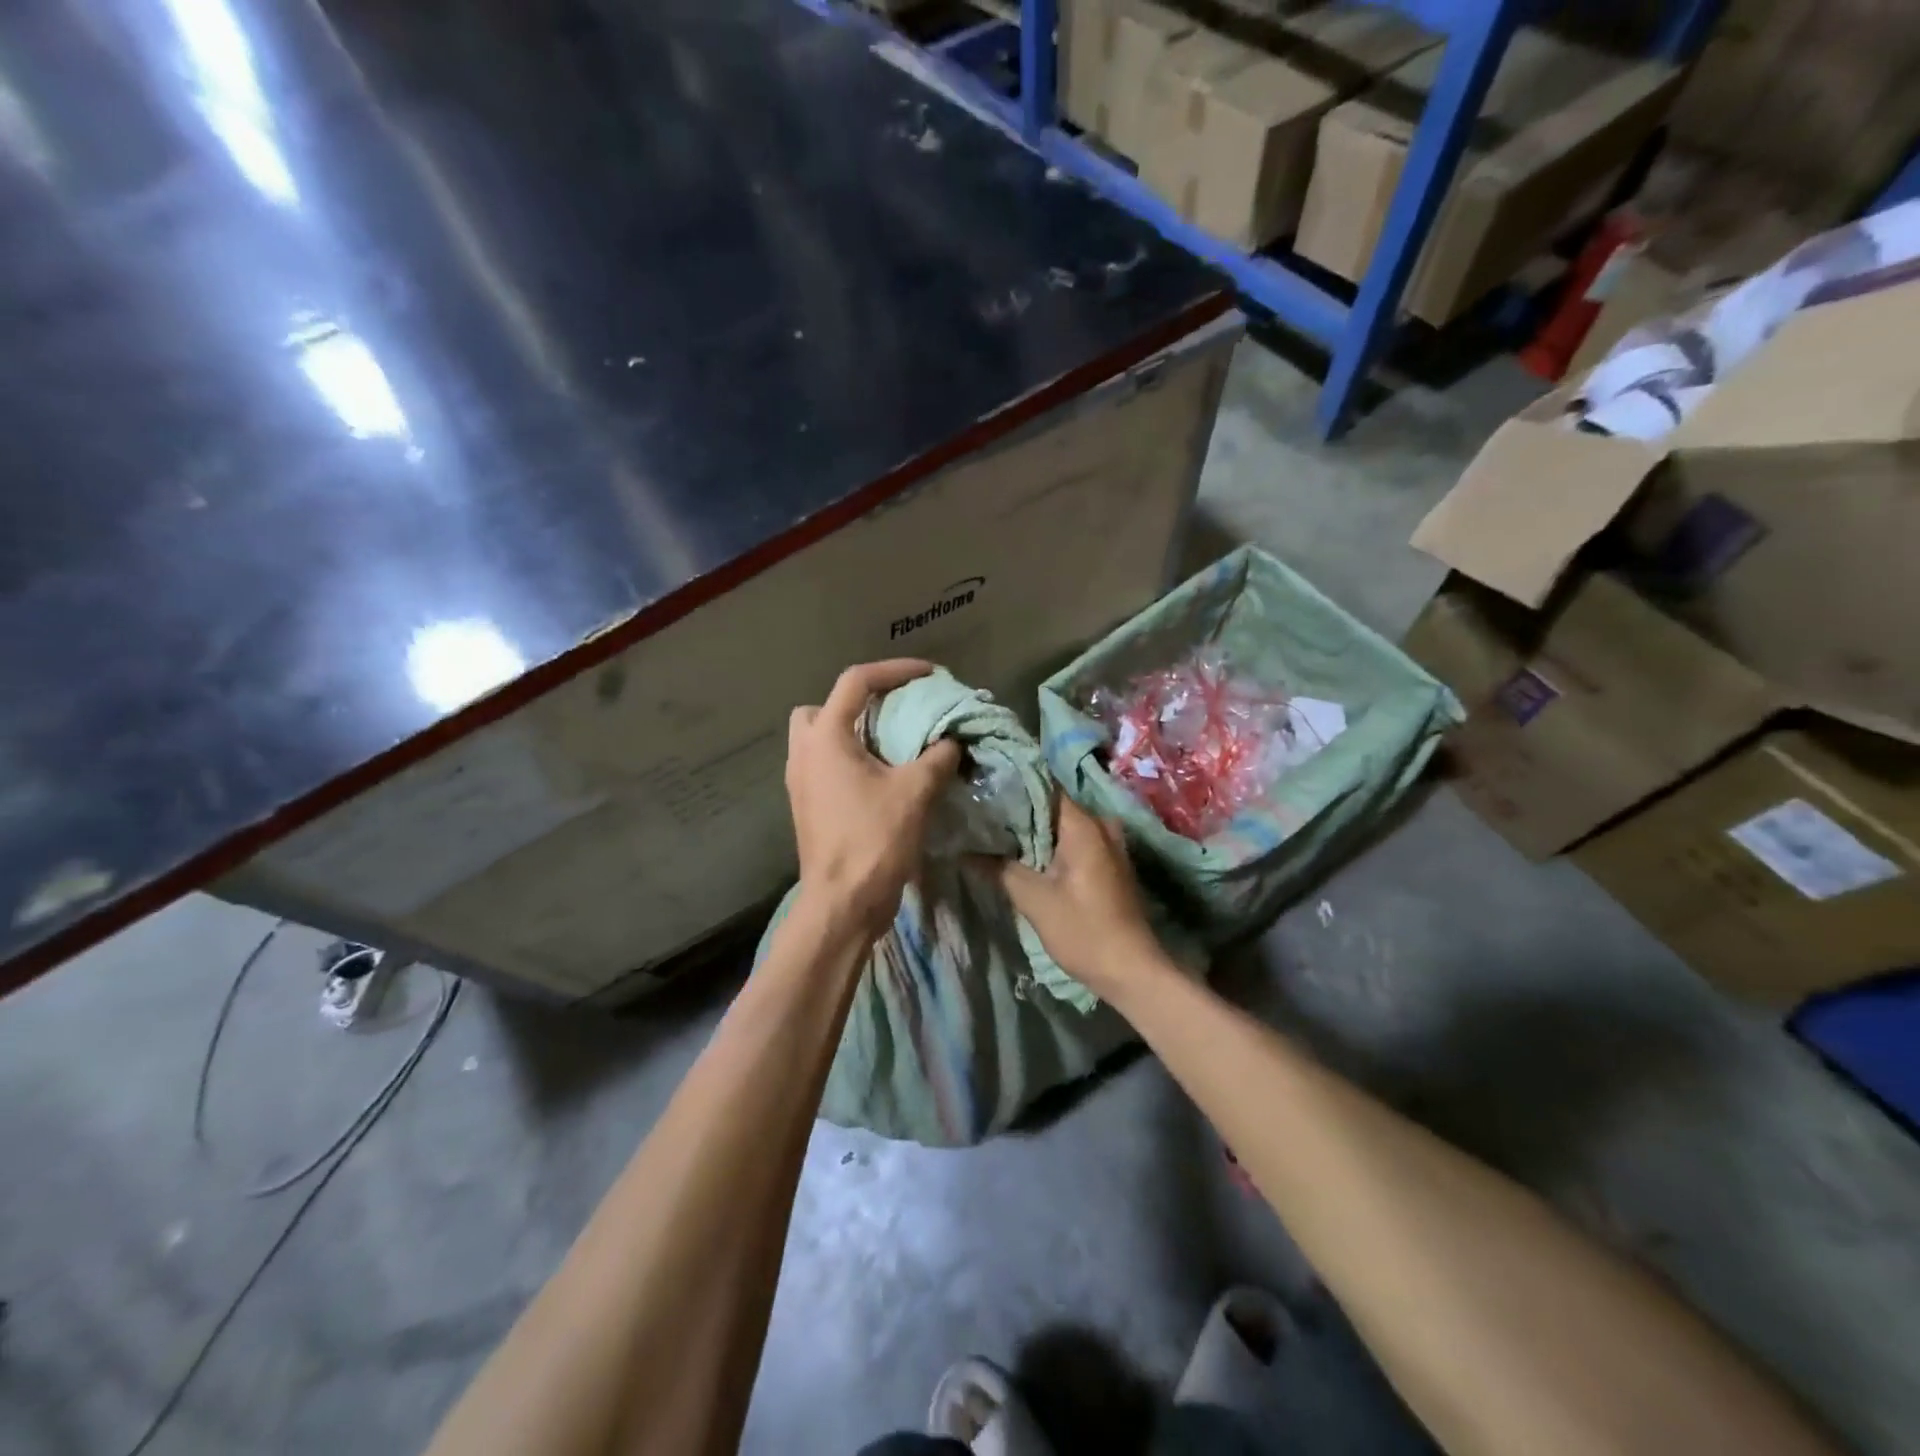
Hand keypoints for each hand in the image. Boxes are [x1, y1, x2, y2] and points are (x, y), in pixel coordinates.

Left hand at [786, 660, 961, 941]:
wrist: (843, 903)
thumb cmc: (874, 840)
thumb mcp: (916, 792)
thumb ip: (938, 756)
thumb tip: (953, 741)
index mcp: (825, 738)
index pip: (856, 681)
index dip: (895, 671)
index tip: (929, 675)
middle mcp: (803, 753)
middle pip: (822, 707)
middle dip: (857, 702)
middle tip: (892, 713)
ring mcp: (800, 782)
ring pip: (819, 738)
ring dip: (852, 733)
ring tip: (891, 744)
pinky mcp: (807, 806)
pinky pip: (824, 766)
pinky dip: (850, 760)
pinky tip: (882, 777)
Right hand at [992, 797, 1168, 1004]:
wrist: (1131, 971)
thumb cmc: (1083, 931)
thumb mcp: (1034, 900)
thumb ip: (999, 869)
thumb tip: (964, 850)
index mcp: (1084, 825)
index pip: (1043, 787)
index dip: (1011, 786)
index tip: (983, 789)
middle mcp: (1100, 825)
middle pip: (1051, 805)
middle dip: (1017, 811)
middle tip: (980, 814)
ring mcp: (1108, 844)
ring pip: (1062, 826)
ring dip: (1032, 831)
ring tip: (994, 833)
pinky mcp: (1108, 864)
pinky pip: (1074, 842)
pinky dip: (1049, 846)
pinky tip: (1023, 856)